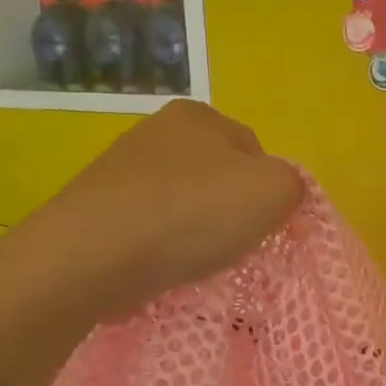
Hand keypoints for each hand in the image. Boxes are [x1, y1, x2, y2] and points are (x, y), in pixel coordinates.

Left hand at [0, 100, 303, 324]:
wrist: (92, 257)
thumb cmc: (190, 214)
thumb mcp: (272, 191)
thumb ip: (293, 184)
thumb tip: (280, 194)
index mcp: (197, 115)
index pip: (255, 152)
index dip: (267, 192)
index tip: (262, 227)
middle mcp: (155, 132)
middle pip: (218, 179)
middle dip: (230, 214)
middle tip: (232, 248)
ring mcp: (121, 171)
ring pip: (184, 206)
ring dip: (196, 234)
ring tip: (195, 264)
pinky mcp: (99, 211)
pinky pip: (151, 229)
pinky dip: (163, 249)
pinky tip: (164, 269)